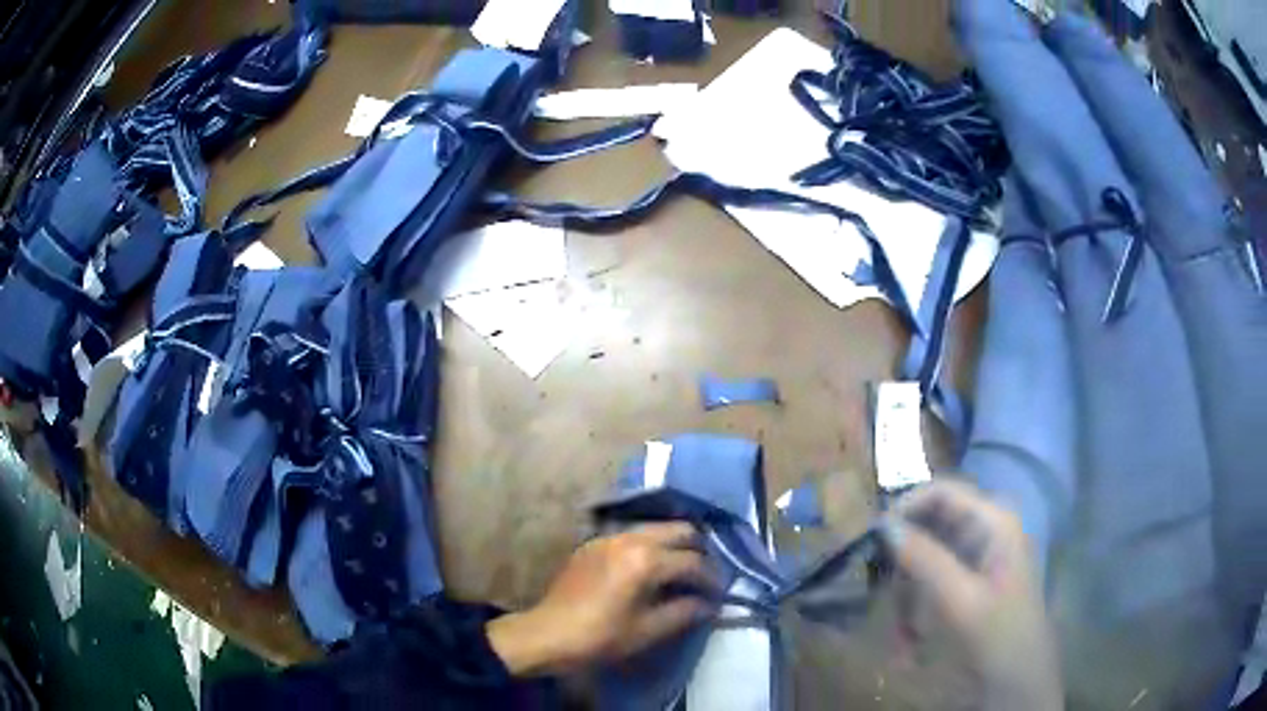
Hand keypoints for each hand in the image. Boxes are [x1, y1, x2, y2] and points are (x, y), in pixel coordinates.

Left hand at [487, 522, 718, 676]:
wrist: (548, 634)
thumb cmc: (601, 637)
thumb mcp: (648, 631)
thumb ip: (685, 612)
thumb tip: (710, 604)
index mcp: (646, 560)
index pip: (694, 562)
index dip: (712, 579)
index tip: (720, 595)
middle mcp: (630, 538)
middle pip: (680, 530)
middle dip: (699, 551)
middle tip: (705, 576)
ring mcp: (609, 537)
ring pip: (656, 528)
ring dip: (675, 545)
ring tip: (682, 571)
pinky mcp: (594, 543)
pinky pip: (633, 535)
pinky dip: (651, 546)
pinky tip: (651, 570)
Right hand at [883, 480, 1062, 710]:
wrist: (1020, 675)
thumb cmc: (996, 634)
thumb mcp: (958, 599)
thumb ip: (925, 559)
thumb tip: (886, 527)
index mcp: (994, 521)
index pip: (943, 492)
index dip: (905, 507)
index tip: (872, 537)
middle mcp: (988, 529)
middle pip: (933, 524)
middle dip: (906, 561)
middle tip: (880, 589)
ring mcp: (981, 555)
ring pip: (930, 556)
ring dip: (909, 594)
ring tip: (901, 636)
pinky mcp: (974, 579)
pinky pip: (936, 580)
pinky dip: (918, 607)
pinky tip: (910, 642)